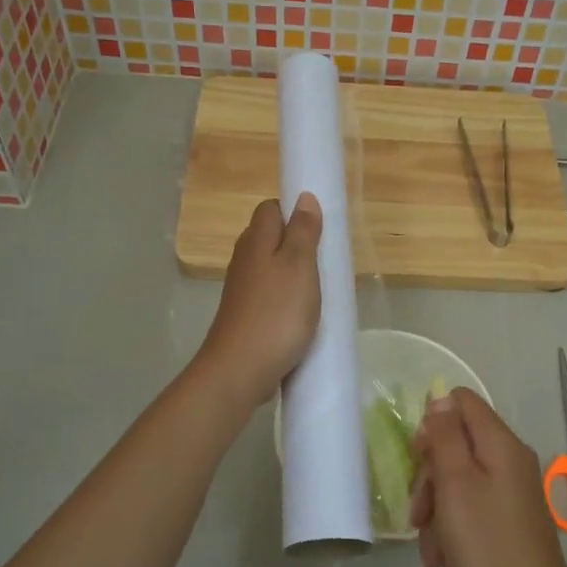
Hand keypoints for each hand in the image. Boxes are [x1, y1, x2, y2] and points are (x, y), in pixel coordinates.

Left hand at [197, 194, 322, 408]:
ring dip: (293, 274)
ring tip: (319, 288)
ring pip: (270, 268)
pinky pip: (270, 295)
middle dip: (297, 243)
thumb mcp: (300, 266)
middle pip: (270, 238)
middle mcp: (244, 260)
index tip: (320, 227)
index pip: (271, 208)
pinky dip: (286, 298)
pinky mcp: (246, 315)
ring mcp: (242, 290)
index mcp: (256, 241)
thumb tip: (303, 196)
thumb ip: (303, 231)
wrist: (241, 369)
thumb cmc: (277, 313)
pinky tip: (301, 314)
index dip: (294, 211)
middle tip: (326, 259)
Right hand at [410, 390, 566, 566]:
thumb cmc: (486, 543)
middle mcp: (509, 459)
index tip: (420, 458)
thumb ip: (446, 436)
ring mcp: (511, 489)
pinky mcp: (508, 517)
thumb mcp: (456, 484)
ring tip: (429, 547)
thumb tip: (441, 398)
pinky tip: (440, 559)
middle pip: (456, 443)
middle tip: (419, 511)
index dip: (434, 422)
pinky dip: (451, 527)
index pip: (462, 401)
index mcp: (500, 444)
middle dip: (430, 476)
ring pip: (458, 479)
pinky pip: (471, 506)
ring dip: (435, 509)